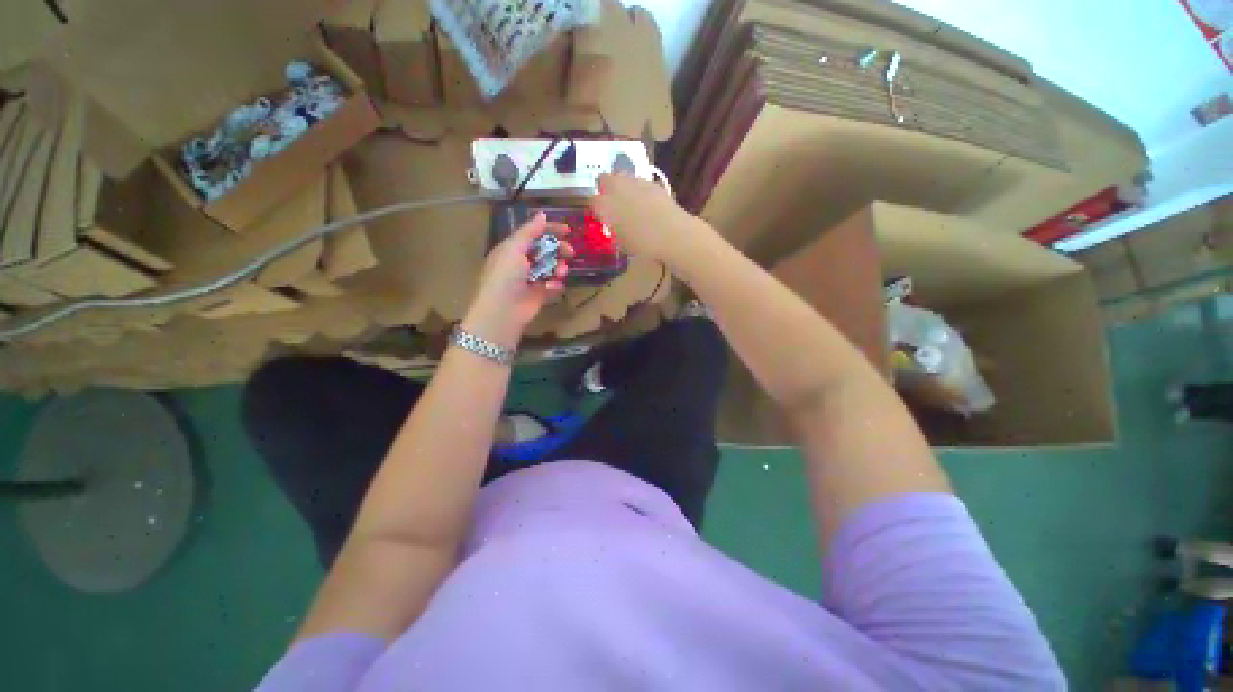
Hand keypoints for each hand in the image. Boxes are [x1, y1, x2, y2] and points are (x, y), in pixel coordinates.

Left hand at [465, 213, 570, 345]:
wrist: (503, 310)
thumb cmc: (505, 275)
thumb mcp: (514, 248)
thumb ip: (529, 231)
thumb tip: (543, 214)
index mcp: (513, 249)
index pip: (534, 234)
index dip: (550, 230)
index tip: (568, 230)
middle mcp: (523, 262)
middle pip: (546, 250)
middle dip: (559, 249)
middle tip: (570, 252)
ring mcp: (532, 279)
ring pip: (552, 267)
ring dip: (559, 268)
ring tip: (561, 272)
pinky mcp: (540, 294)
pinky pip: (554, 285)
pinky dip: (556, 284)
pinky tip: (552, 287)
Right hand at [589, 173, 712, 266]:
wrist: (671, 233)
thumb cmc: (642, 244)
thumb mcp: (621, 243)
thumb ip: (614, 230)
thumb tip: (614, 226)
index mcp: (604, 205)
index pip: (592, 201)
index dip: (597, 209)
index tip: (602, 216)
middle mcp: (615, 188)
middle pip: (603, 179)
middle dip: (605, 188)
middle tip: (612, 203)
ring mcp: (634, 181)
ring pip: (622, 177)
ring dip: (622, 186)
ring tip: (630, 202)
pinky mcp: (651, 182)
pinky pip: (639, 182)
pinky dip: (639, 190)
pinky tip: (646, 203)